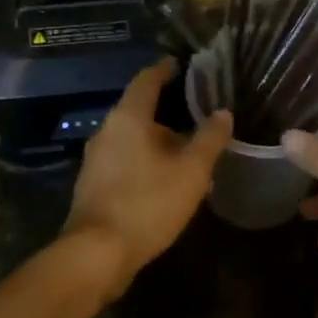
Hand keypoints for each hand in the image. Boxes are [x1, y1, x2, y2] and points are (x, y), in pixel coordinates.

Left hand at [64, 59, 231, 295]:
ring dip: (161, 146)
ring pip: (135, 141)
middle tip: (199, 121)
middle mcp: (107, 132)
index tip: (179, 63)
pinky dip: (148, 165)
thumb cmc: (147, 203)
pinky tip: (169, 185)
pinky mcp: (94, 186)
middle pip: (141, 113)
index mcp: (128, 118)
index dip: (164, 69)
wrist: (96, 254)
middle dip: (170, 116)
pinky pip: (127, 163)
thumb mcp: (191, 171)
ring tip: (191, 159)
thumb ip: (209, 139)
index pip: (147, 80)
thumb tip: (223, 112)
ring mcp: (96, 160)